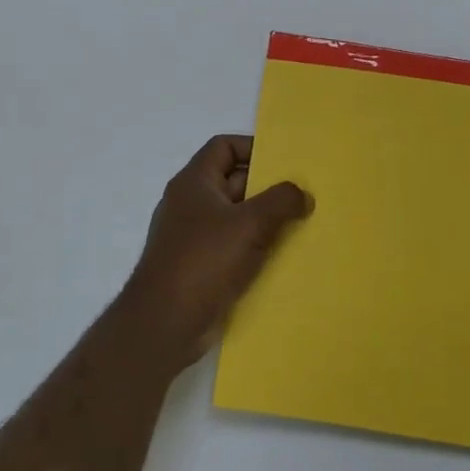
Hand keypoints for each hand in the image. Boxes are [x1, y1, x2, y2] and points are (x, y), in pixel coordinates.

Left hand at [117, 135, 312, 373]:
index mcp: (194, 182)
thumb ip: (281, 201)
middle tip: (304, 193)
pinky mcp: (201, 266)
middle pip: (233, 181)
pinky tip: (283, 255)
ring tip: (302, 223)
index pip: (223, 146)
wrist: (165, 323)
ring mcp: (194, 237)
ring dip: (266, 219)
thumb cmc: (205, 261)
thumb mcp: (250, 224)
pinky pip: (234, 246)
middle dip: (268, 186)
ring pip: (236, 216)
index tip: (285, 161)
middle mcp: (191, 204)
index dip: (253, 147)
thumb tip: (303, 194)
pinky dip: (256, 246)